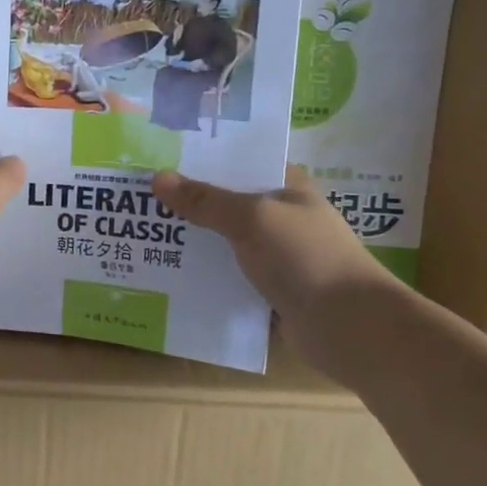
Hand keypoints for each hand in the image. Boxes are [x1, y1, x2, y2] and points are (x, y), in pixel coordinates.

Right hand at [152, 164, 399, 332]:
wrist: (347, 326)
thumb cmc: (304, 257)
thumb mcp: (251, 218)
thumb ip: (205, 200)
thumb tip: (158, 177)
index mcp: (287, 186)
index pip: (240, 162)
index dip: (203, 159)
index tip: (159, 159)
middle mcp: (281, 217)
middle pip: (226, 203)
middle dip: (188, 203)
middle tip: (139, 199)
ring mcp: (276, 256)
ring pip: (224, 242)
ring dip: (192, 242)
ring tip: (143, 236)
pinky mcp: (269, 291)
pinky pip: (227, 277)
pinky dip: (203, 276)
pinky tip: (168, 275)